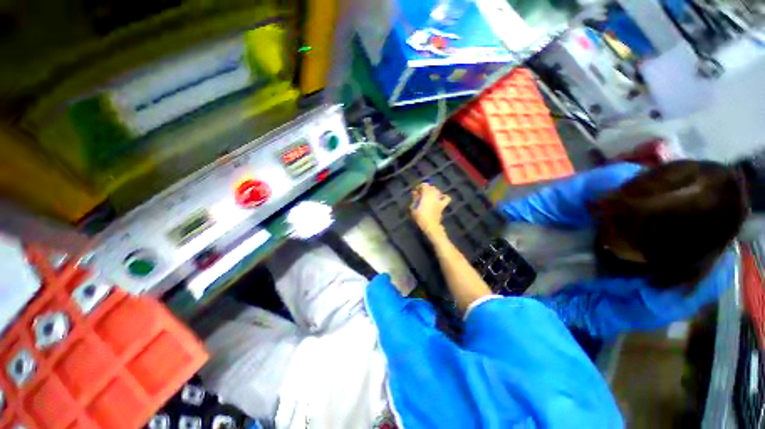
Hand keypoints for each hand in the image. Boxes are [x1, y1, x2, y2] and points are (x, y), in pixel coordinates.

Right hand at [411, 183, 450, 237]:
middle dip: (426, 188)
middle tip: (421, 193)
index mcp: (426, 194)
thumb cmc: (420, 217)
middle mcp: (434, 195)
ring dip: (433, 191)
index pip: (424, 185)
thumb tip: (415, 193)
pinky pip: (446, 198)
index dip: (420, 186)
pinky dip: (444, 196)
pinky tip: (440, 198)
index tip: (416, 191)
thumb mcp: (413, 208)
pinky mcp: (442, 205)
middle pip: (431, 187)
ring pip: (438, 191)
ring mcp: (439, 200)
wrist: (431, 226)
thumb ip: (414, 199)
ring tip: (429, 195)